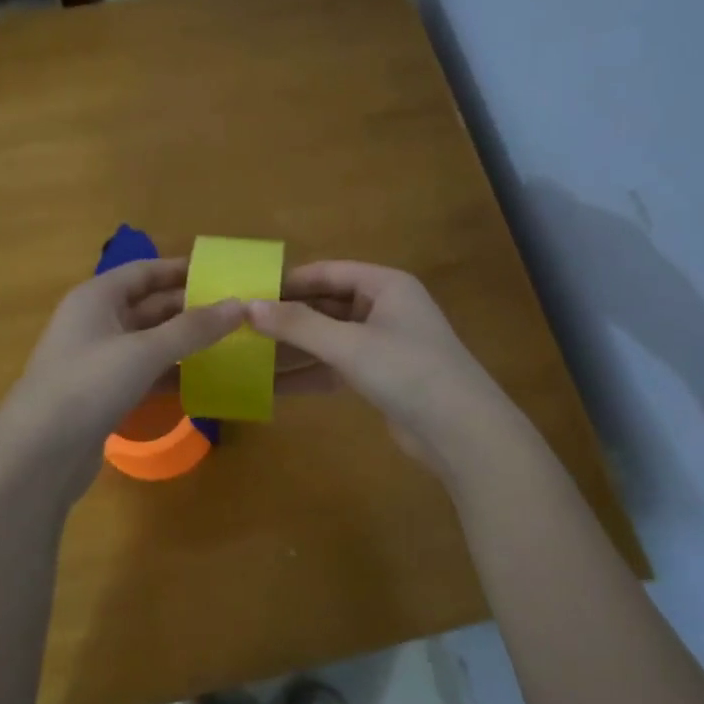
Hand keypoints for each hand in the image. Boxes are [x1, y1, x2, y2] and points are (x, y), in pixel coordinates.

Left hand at [0, 259, 241, 509]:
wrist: (38, 454)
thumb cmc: (88, 384)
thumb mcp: (144, 351)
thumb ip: (193, 328)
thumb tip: (240, 306)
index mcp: (97, 297)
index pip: (146, 271)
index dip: (182, 270)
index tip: (224, 273)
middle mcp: (96, 322)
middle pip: (150, 306)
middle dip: (191, 308)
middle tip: (238, 312)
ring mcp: (99, 360)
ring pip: (150, 342)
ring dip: (185, 342)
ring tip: (231, 343)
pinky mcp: (104, 394)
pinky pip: (146, 373)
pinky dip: (172, 373)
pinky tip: (204, 380)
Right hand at [250, 261, 517, 479]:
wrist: (461, 431)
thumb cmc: (407, 370)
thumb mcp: (349, 344)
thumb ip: (298, 325)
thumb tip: (248, 307)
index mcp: (386, 285)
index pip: (329, 272)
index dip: (289, 281)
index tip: (249, 292)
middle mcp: (385, 308)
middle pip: (327, 305)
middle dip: (288, 317)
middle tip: (242, 327)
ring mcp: (384, 344)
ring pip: (329, 339)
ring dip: (294, 348)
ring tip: (249, 356)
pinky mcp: (381, 377)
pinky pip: (337, 367)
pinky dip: (310, 374)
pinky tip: (274, 386)